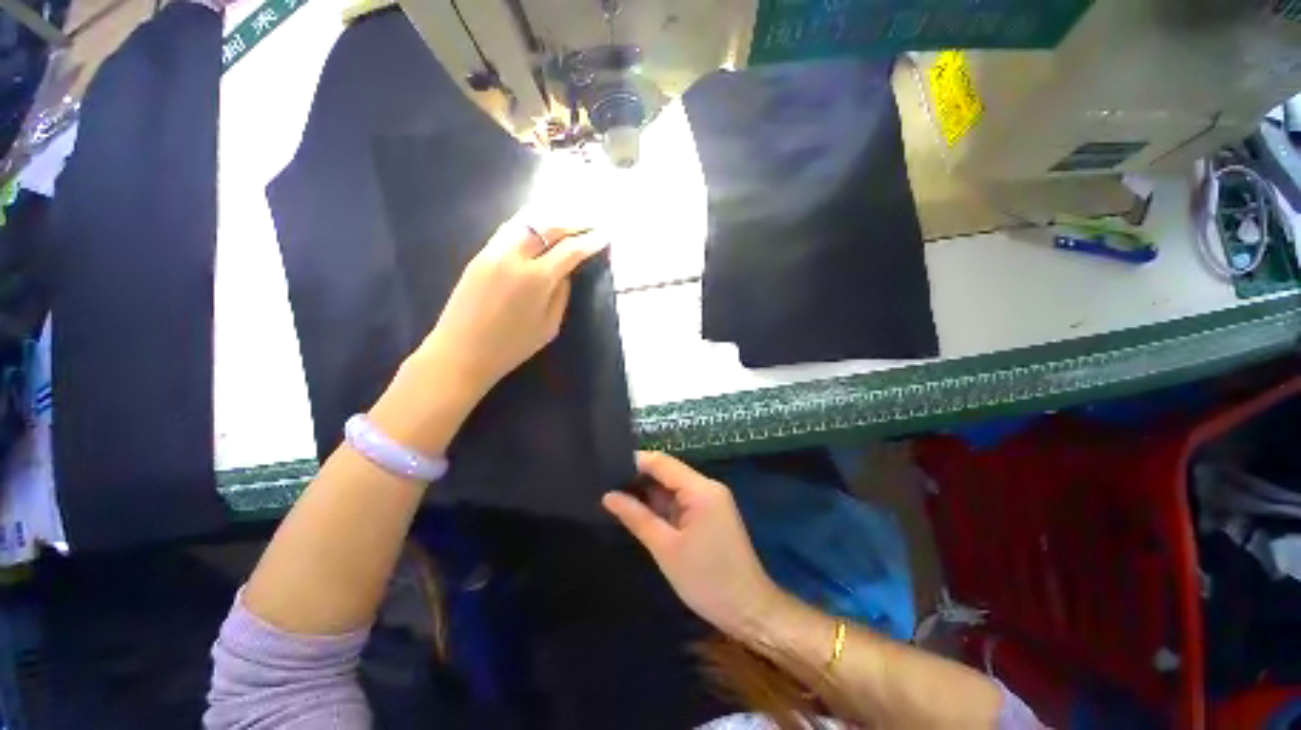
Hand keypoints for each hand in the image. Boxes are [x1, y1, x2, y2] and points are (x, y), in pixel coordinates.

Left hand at [421, 214, 607, 397]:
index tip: (605, 236)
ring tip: (568, 221)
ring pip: (526, 221)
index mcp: (536, 279)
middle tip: (590, 224)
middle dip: (573, 223)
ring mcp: (493, 252)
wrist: (460, 352)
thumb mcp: (549, 327)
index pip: (570, 250)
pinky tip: (539, 228)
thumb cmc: (511, 347)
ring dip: (551, 218)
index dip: (590, 241)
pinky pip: (509, 229)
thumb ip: (561, 295)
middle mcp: (514, 257)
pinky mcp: (479, 255)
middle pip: (548, 226)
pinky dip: (530, 223)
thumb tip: (564, 273)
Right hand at [603, 452, 782, 638]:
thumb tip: (608, 496)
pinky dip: (662, 506)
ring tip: (615, 495)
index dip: (635, 462)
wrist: (748, 610)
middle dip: (639, 478)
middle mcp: (707, 487)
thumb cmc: (706, 579)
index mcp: (700, 489)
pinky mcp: (710, 513)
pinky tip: (639, 510)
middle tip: (606, 485)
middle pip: (668, 472)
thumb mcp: (665, 548)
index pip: (662, 462)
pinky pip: (681, 501)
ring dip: (649, 493)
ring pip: (673, 487)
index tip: (606, 467)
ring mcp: (711, 500)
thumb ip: (636, 517)